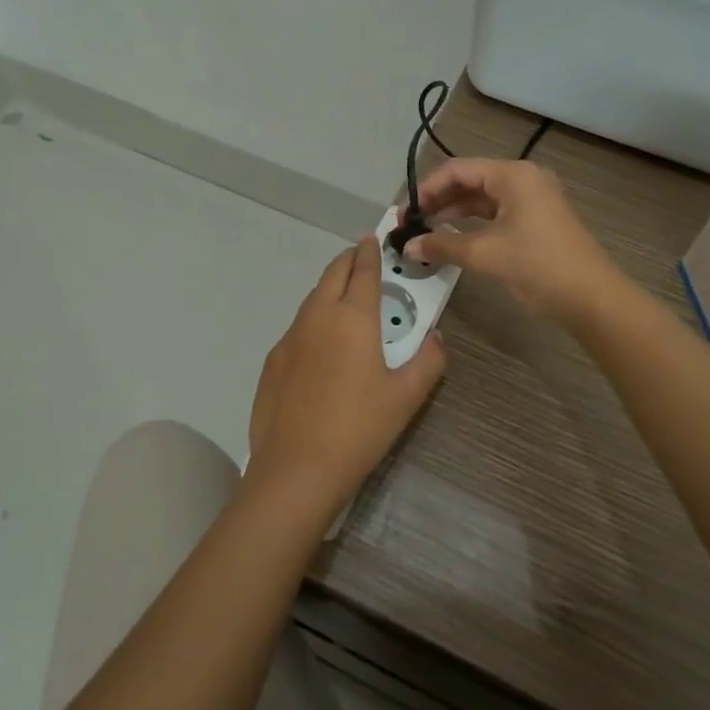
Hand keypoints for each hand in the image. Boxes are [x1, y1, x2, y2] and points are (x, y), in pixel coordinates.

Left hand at [248, 236, 446, 518]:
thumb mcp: (406, 398)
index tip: (372, 240)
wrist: (296, 469)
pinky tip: (320, 345)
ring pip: (312, 299)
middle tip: (360, 258)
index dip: (370, 253)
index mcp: (353, 317)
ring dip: (329, 289)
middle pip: (333, 274)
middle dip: (348, 261)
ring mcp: (291, 337)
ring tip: (344, 297)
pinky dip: (313, 320)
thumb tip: (436, 338)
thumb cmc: (359, 428)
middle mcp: (318, 316)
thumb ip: (428, 362)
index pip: (363, 271)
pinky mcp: (273, 360)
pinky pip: (298, 328)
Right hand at [404, 158, 624, 324]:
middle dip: (438, 201)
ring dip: (453, 213)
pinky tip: (453, 238)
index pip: (458, 170)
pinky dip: (473, 224)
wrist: (592, 299)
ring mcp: (533, 199)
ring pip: (482, 199)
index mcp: (513, 175)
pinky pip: (496, 213)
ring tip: (425, 232)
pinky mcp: (537, 220)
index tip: (404, 213)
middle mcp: (523, 179)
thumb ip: (442, 245)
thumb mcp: (485, 254)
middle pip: (469, 181)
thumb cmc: (538, 266)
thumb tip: (408, 247)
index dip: (426, 189)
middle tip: (410, 224)